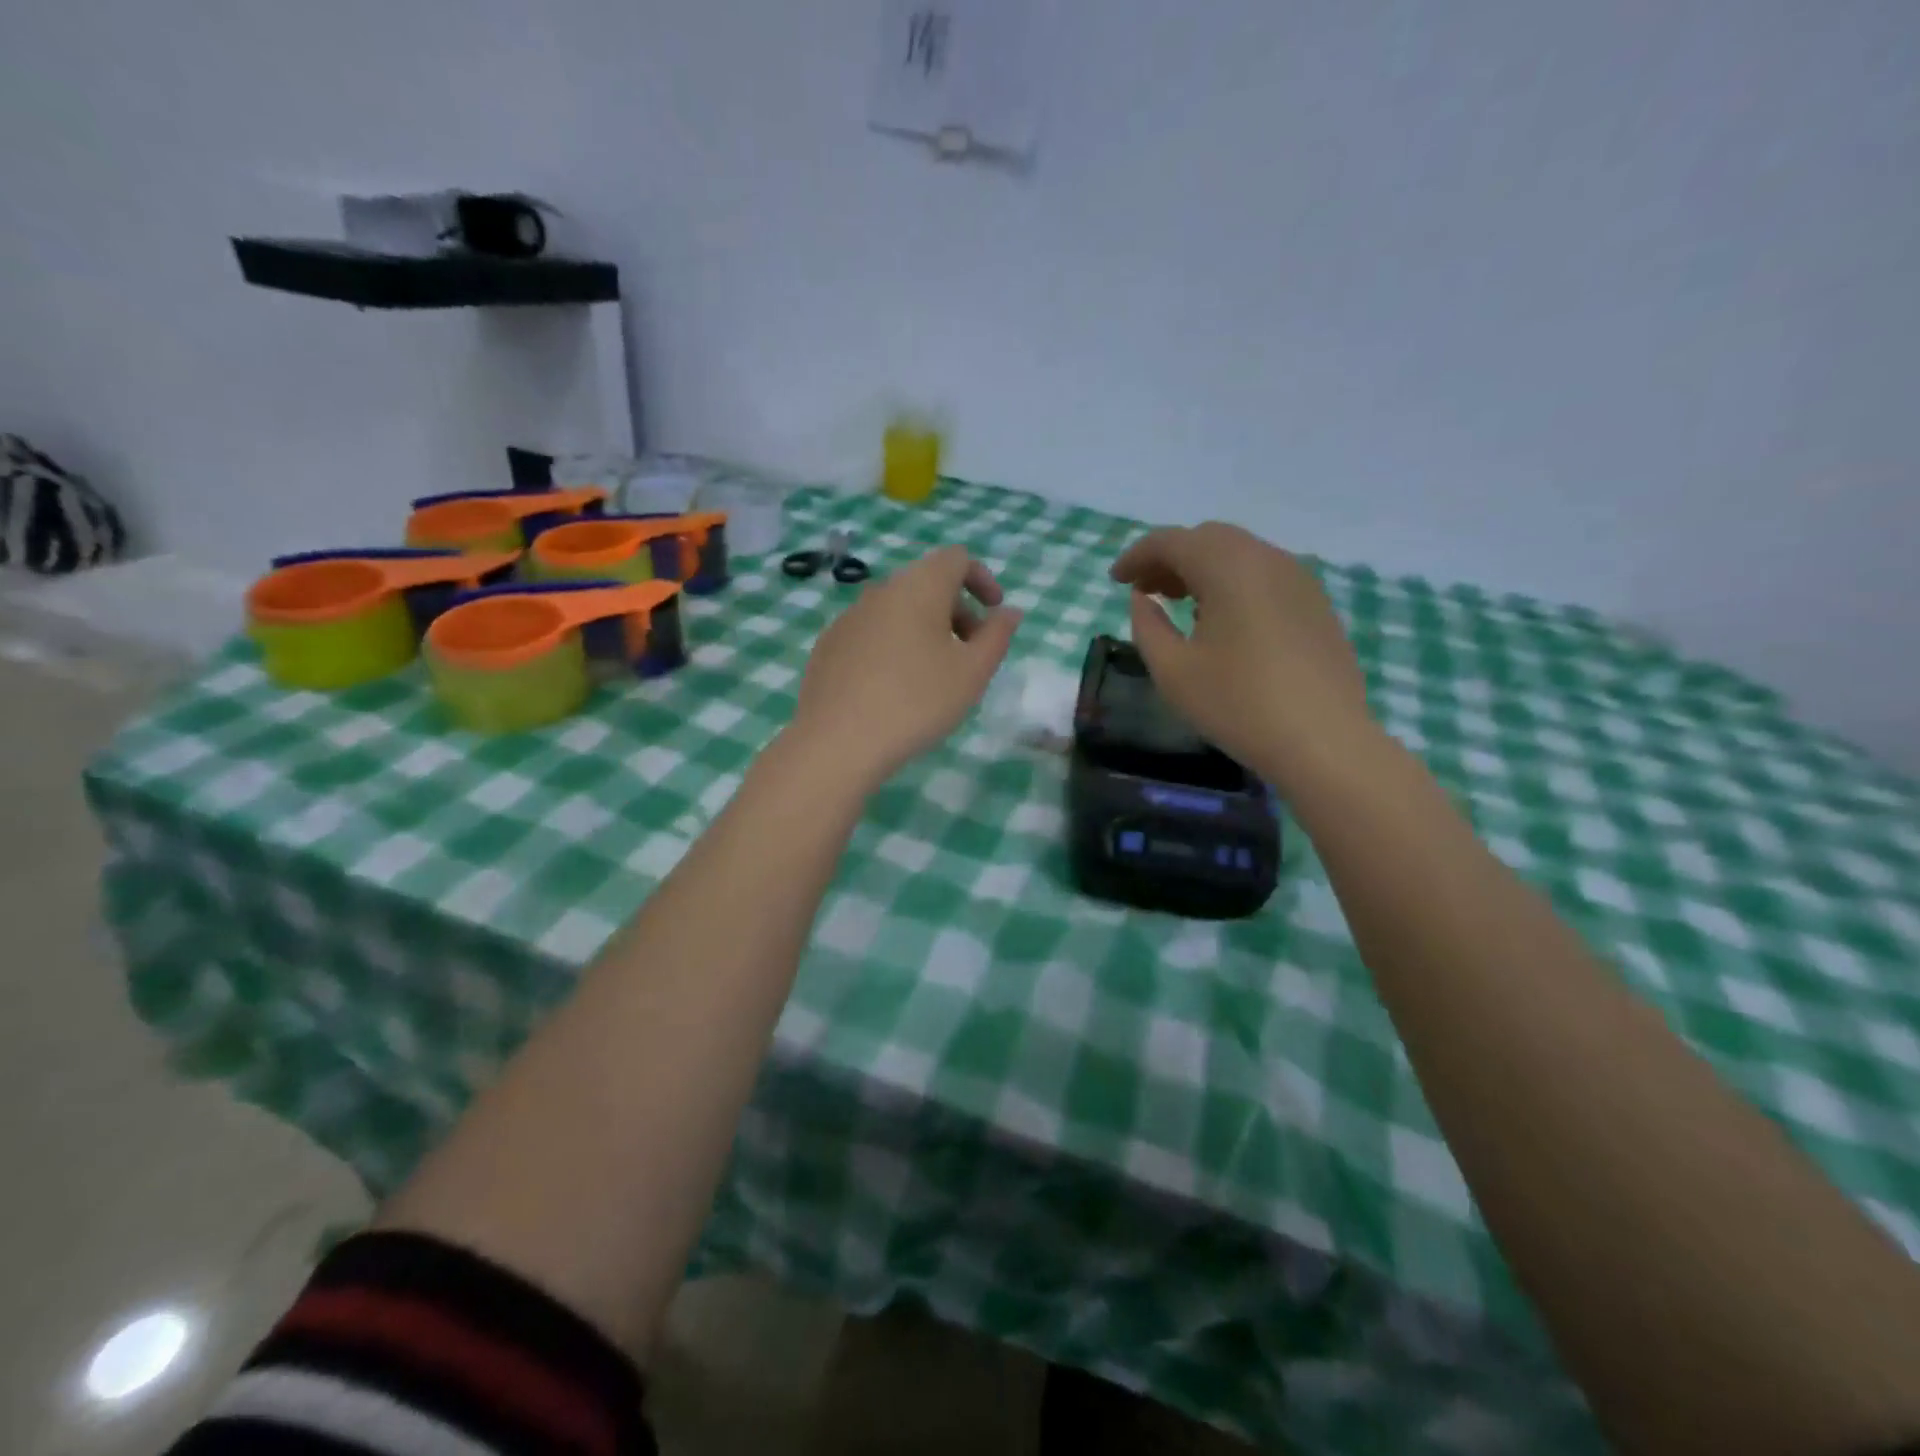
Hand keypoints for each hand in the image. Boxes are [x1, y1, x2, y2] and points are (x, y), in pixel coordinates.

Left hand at [789, 545, 1021, 788]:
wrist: (837, 741)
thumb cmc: (916, 703)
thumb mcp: (972, 673)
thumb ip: (997, 636)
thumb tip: (1008, 612)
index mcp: (919, 588)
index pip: (956, 559)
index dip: (982, 579)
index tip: (994, 614)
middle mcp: (881, 591)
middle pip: (927, 584)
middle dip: (957, 610)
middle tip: (970, 653)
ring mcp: (849, 617)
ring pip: (898, 609)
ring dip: (925, 629)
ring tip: (934, 675)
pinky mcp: (829, 645)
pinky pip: (872, 632)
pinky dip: (894, 645)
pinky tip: (894, 688)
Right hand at [1110, 523, 1373, 786]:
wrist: (1323, 741)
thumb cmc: (1237, 704)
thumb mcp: (1173, 671)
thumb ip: (1147, 626)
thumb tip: (1143, 598)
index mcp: (1228, 567)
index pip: (1171, 541)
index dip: (1137, 556)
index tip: (1115, 580)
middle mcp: (1266, 559)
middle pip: (1208, 539)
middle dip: (1170, 558)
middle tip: (1145, 590)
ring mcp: (1298, 579)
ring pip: (1239, 554)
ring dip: (1202, 568)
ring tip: (1179, 604)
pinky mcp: (1315, 603)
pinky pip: (1264, 575)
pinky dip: (1232, 582)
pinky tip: (1222, 620)